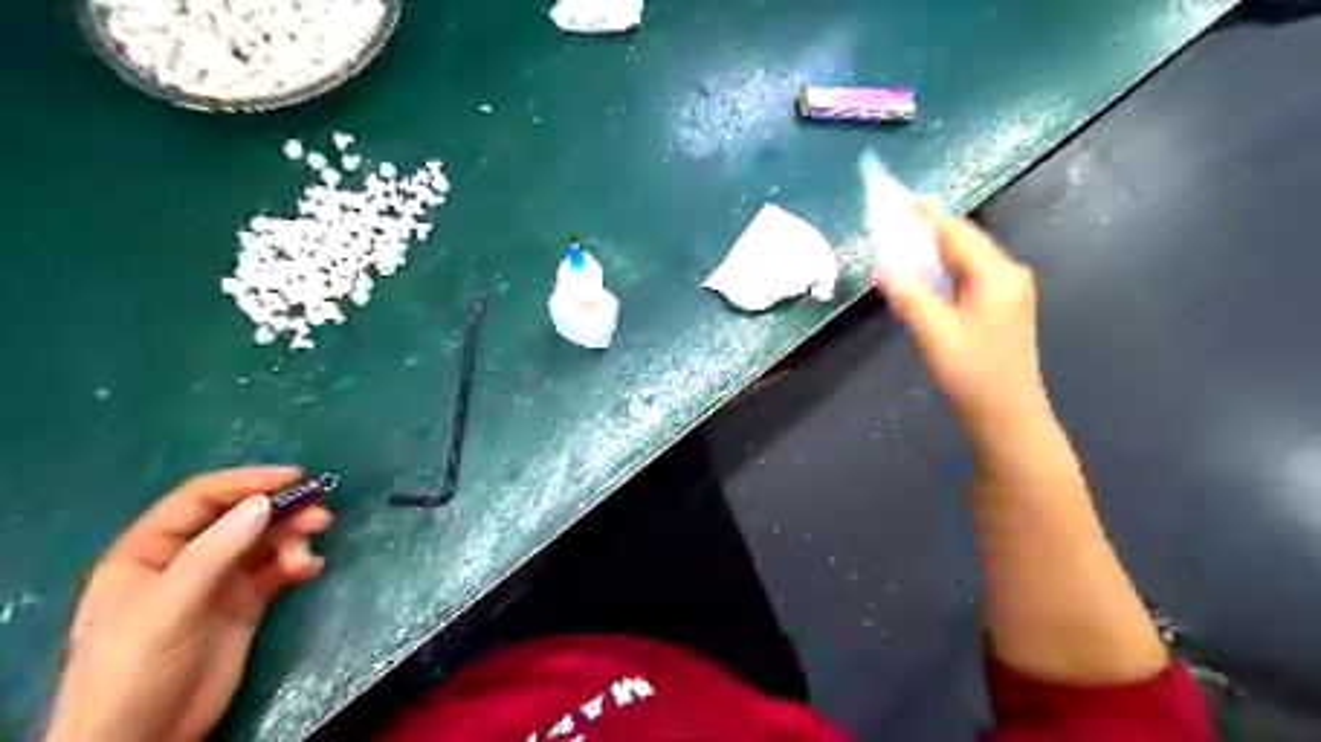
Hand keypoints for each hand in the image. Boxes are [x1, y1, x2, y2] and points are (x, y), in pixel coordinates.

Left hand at [46, 466, 334, 741]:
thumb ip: (217, 551)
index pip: (202, 499)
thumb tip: (266, 502)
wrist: (142, 739)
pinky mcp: (244, 604)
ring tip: (310, 553)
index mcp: (150, 550)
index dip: (247, 482)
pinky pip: (278, 570)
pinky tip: (309, 570)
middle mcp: (187, 558)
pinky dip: (297, 564)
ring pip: (265, 542)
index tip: (295, 477)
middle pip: (242, 517)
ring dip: (294, 538)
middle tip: (320, 516)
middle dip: (282, 512)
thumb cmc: (135, 668)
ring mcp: (217, 582)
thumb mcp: (170, 606)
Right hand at [876, 200, 1047, 434]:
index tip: (906, 199)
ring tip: (905, 247)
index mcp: (995, 275)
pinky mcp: (1002, 309)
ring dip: (936, 254)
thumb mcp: (933, 332)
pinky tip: (926, 280)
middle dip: (931, 232)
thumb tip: (883, 266)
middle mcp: (1007, 275)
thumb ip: (908, 295)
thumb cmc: (971, 373)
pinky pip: (969, 278)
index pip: (957, 233)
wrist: (1006, 414)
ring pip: (967, 261)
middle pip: (965, 243)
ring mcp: (1008, 293)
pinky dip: (945, 274)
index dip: (930, 216)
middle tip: (898, 223)